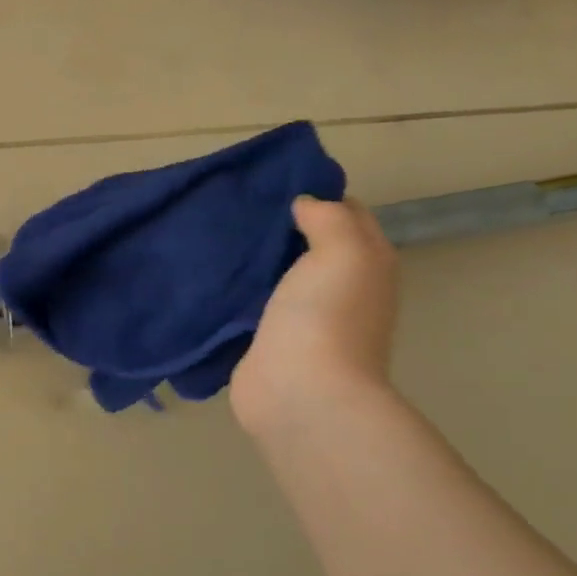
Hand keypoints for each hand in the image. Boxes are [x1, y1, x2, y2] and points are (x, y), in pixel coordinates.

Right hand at [232, 198, 399, 437]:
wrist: (300, 392)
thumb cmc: (327, 317)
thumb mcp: (343, 250)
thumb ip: (328, 218)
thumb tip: (304, 205)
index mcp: (367, 263)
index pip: (347, 214)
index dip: (317, 195)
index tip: (273, 183)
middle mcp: (341, 288)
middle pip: (310, 244)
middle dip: (279, 225)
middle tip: (236, 204)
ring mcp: (303, 317)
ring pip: (278, 273)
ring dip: (254, 258)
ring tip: (216, 233)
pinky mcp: (268, 340)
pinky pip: (251, 303)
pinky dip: (236, 289)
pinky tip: (209, 274)